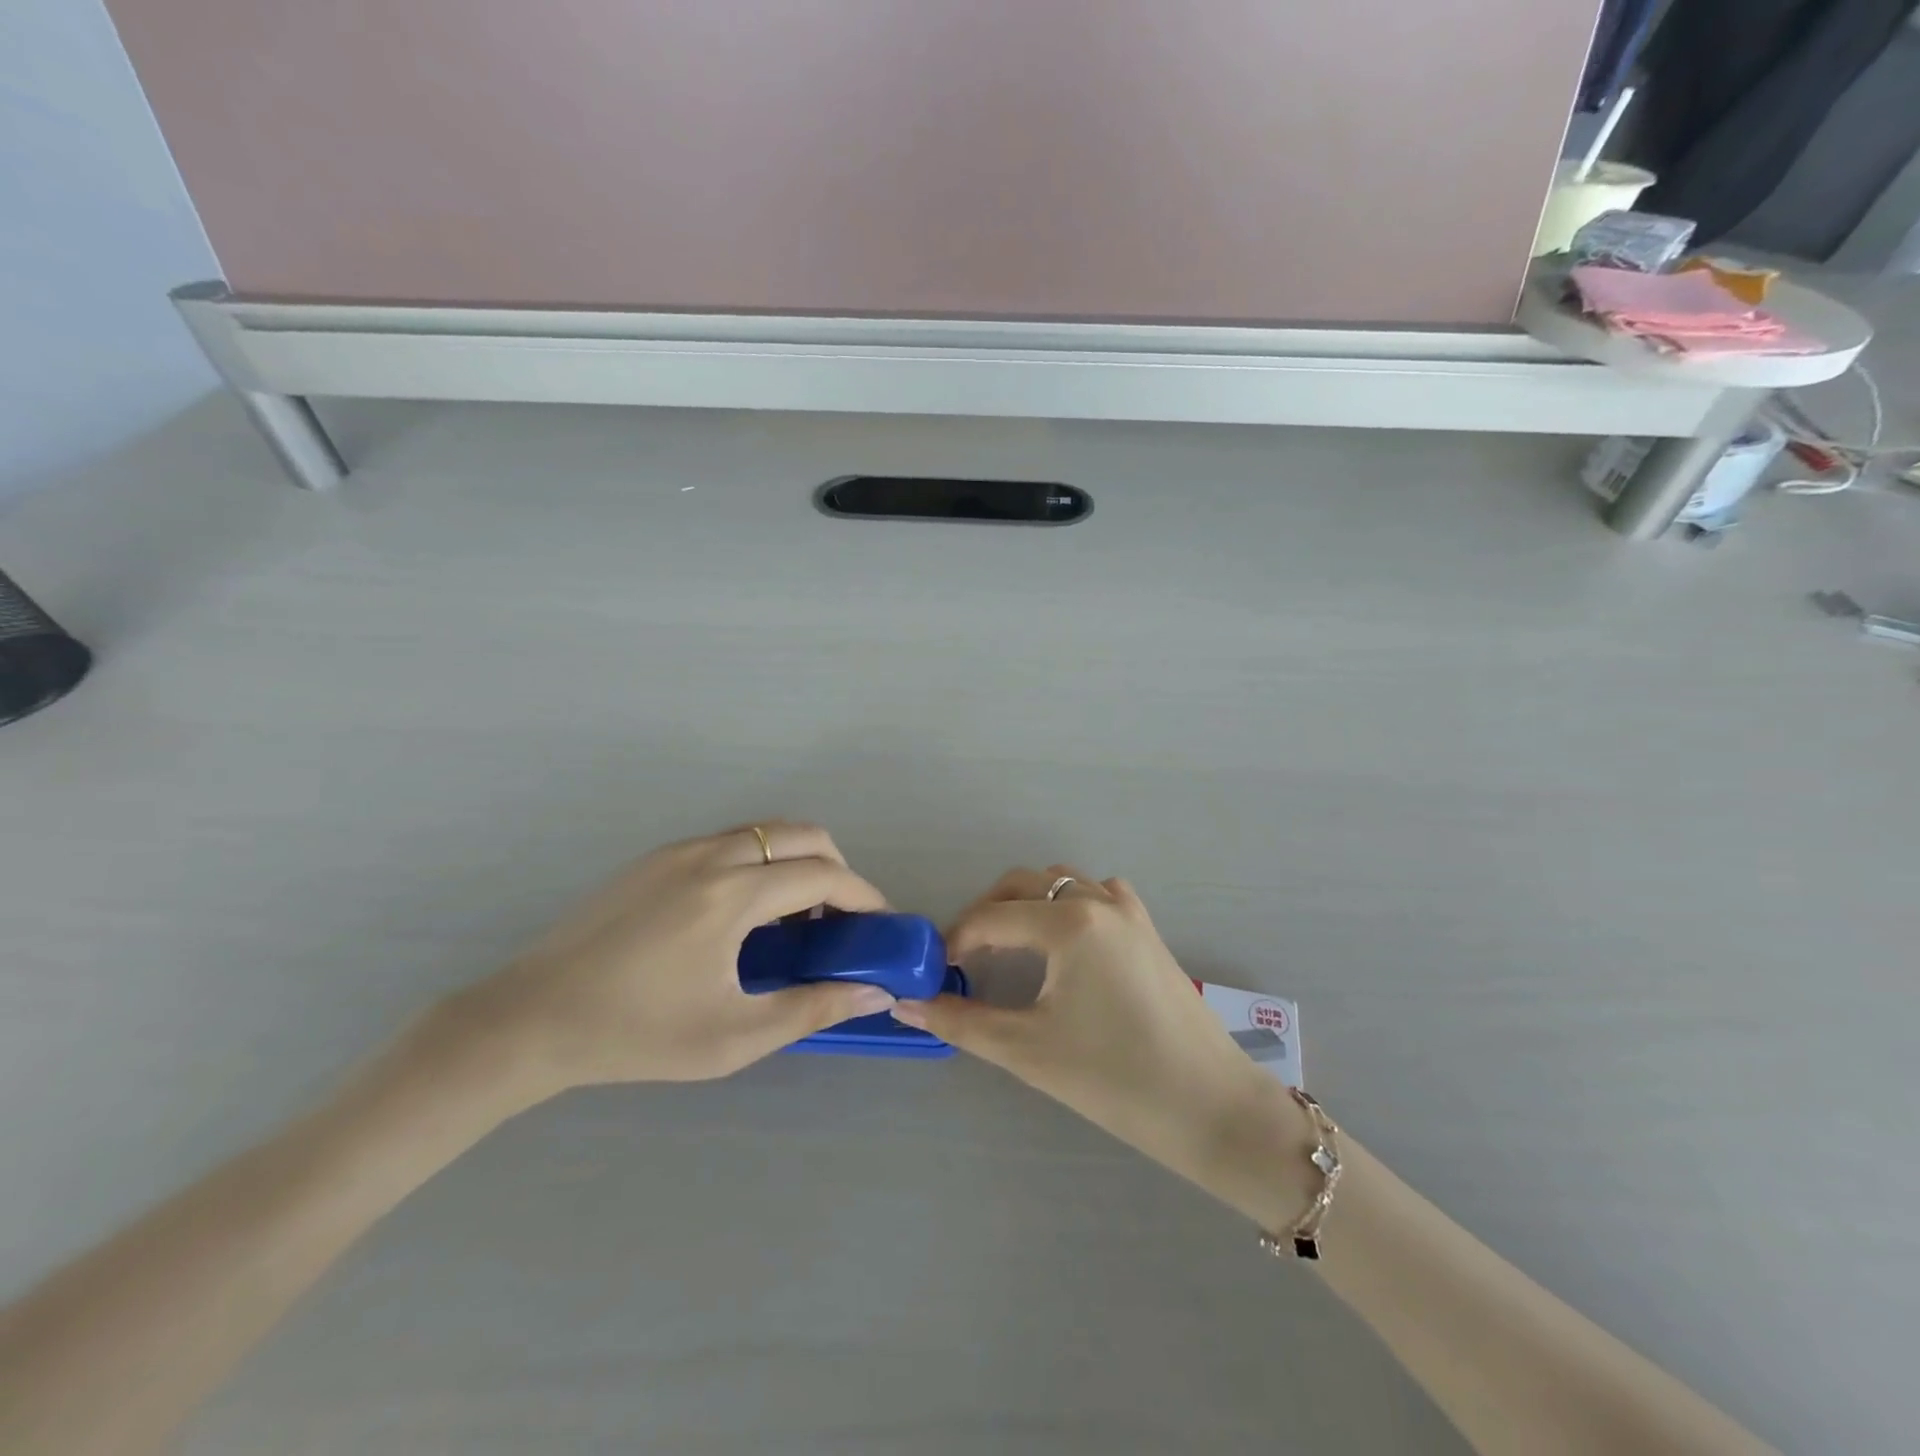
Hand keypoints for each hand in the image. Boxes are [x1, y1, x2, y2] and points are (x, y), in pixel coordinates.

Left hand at [447, 822, 893, 1100]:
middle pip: (802, 834)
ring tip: (794, 917)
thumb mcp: (733, 1037)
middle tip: (840, 918)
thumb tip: (875, 991)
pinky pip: (730, 842)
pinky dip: (759, 862)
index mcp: (731, 896)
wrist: (530, 1019)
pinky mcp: (655, 857)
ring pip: (765, 832)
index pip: (823, 874)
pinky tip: (742, 914)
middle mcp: (711, 855)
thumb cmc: (637, 1035)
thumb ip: (812, 1008)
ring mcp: (679, 850)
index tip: (879, 923)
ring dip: (796, 862)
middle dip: (836, 868)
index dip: (863, 894)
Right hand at [896, 866, 1314, 1226]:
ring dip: (1028, 903)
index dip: (954, 942)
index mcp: (1068, 921)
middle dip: (987, 913)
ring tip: (1009, 948)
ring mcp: (1129, 912)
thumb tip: (906, 1005)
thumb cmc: (1114, 1079)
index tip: (934, 972)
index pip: (990, 918)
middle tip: (966, 958)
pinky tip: (1066, 945)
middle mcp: (1098, 901)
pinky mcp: (1149, 930)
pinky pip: (1099, 895)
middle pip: (1023, 884)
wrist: (1211, 1108)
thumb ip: (961, 1021)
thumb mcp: (1027, 1050)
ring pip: (1062, 883)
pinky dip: (1070, 905)